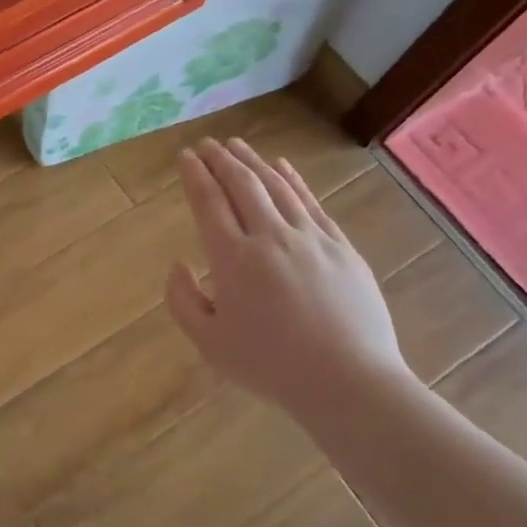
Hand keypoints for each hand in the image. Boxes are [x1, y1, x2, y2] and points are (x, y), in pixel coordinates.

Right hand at [165, 138, 406, 416]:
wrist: (348, 382)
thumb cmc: (271, 366)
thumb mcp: (209, 343)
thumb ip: (183, 300)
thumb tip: (179, 265)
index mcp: (232, 259)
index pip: (208, 202)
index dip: (195, 175)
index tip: (185, 156)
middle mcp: (270, 237)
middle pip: (242, 185)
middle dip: (220, 159)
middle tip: (207, 144)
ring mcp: (310, 238)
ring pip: (277, 187)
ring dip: (253, 162)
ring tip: (237, 146)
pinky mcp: (341, 247)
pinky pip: (311, 203)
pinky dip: (293, 180)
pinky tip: (282, 167)